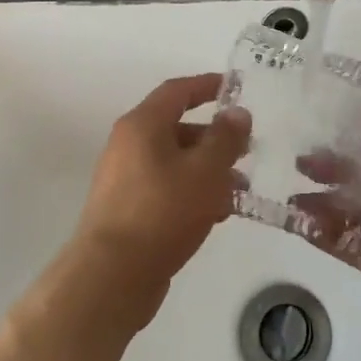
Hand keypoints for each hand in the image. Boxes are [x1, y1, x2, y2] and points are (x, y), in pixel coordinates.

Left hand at [74, 73, 250, 305]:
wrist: (112, 275)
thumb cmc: (162, 211)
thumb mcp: (205, 170)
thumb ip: (226, 138)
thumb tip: (237, 113)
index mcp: (142, 125)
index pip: (177, 91)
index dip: (207, 85)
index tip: (235, 88)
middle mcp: (128, 145)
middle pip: (176, 128)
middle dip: (214, 136)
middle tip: (248, 148)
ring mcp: (124, 179)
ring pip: (174, 162)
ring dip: (207, 169)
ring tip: (240, 187)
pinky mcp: (127, 210)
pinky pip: (166, 188)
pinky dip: (192, 192)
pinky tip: (218, 213)